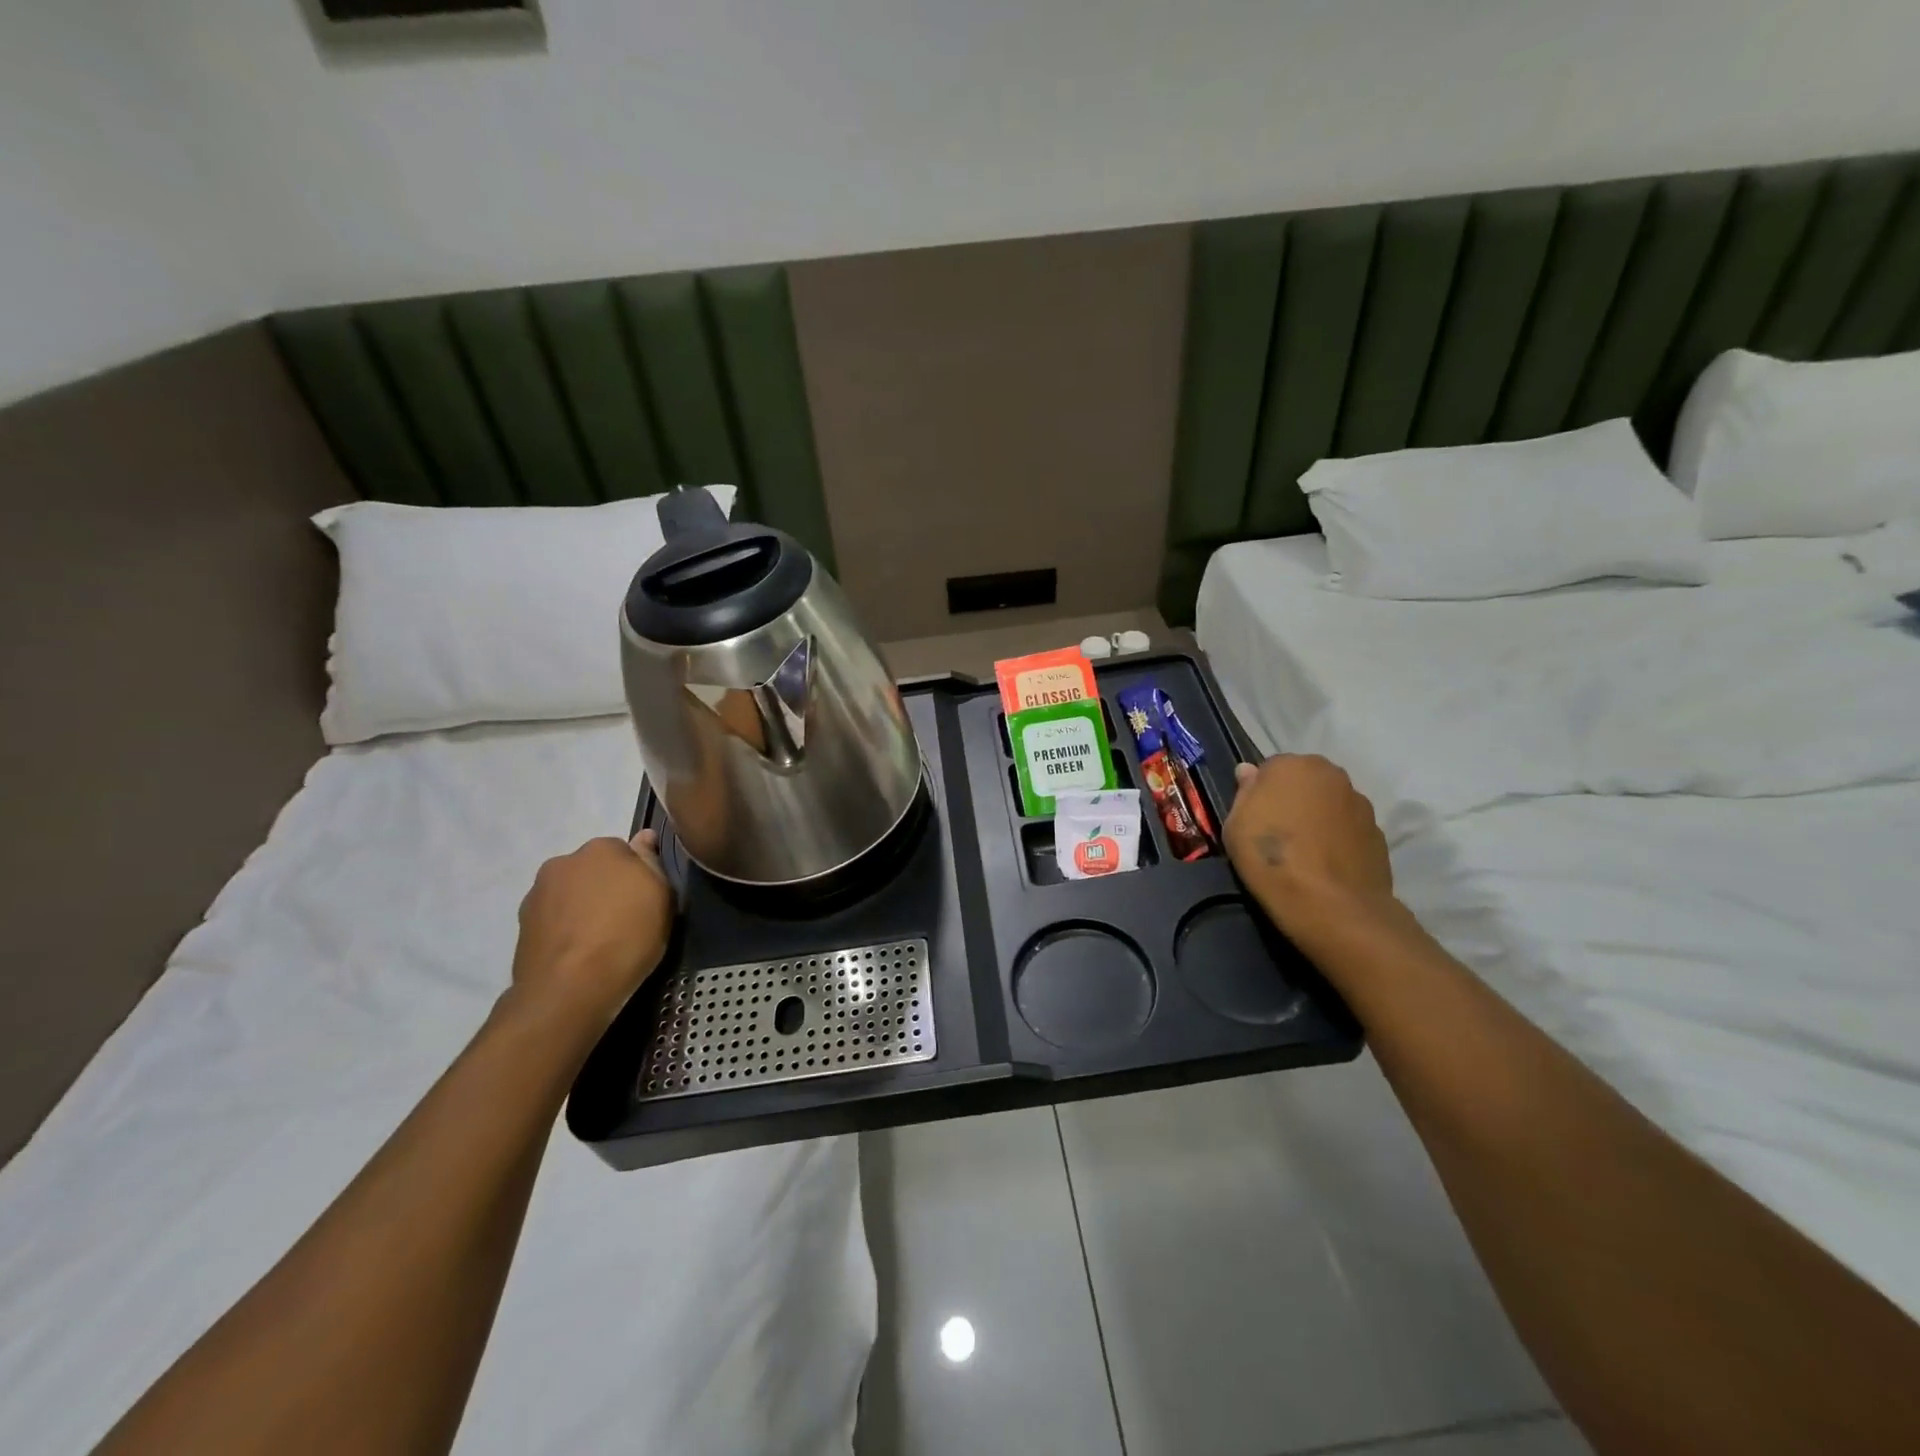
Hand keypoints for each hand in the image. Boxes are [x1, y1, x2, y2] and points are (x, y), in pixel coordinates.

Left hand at [510, 829, 673, 1036]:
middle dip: (605, 887)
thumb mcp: (661, 898)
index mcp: (601, 848)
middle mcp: (564, 862)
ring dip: (582, 907)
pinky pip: (553, 918)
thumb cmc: (627, 937)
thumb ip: (651, 862)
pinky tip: (578, 953)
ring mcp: (537, 893)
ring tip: (598, 940)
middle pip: (593, 869)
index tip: (645, 899)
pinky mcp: (521, 925)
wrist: (570, 989)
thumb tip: (644, 837)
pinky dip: (565, 929)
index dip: (636, 875)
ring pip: (570, 893)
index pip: (624, 851)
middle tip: (624, 919)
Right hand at [1224, 755, 1396, 934]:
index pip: (1271, 769)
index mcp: (1294, 765)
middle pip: (1305, 781)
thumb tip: (1249, 771)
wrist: (1332, 905)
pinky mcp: (1379, 833)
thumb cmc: (1272, 858)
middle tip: (1278, 832)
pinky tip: (1326, 865)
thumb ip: (1244, 792)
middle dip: (1293, 799)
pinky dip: (1338, 839)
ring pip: (1330, 804)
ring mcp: (1360, 803)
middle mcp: (1331, 775)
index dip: (1261, 793)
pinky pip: (1349, 829)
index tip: (1255, 818)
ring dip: (1318, 818)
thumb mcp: (1235, 825)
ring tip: (1305, 853)